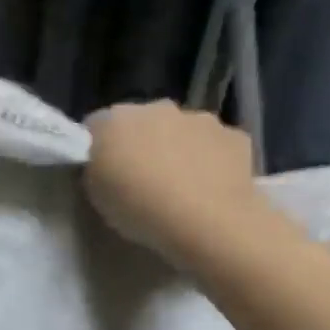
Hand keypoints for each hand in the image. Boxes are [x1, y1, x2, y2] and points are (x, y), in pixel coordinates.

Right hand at [85, 100, 292, 268]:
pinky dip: (211, 160)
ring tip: (177, 187)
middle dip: (140, 143)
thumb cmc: (138, 206)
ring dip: (177, 149)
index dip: (96, 147)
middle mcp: (158, 108)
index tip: (100, 172)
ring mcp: (200, 119)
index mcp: (116, 119)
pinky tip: (208, 188)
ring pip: (182, 130)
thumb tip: (105, 160)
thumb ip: (96, 167)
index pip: (96, 124)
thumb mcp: (94, 192)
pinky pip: (216, 145)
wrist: (207, 221)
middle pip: (142, 122)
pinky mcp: (236, 137)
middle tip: (139, 179)